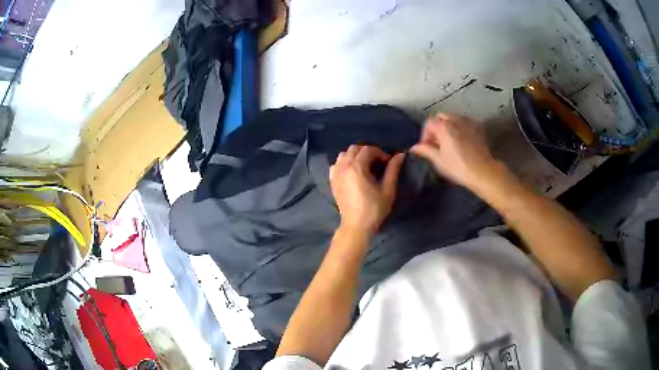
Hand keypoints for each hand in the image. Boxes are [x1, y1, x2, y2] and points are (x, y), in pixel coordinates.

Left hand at [330, 145, 404, 234]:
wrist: (356, 225)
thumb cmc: (374, 208)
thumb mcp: (388, 189)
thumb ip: (393, 169)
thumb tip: (400, 155)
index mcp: (357, 167)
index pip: (368, 149)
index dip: (380, 153)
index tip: (387, 162)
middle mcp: (343, 166)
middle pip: (355, 149)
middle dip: (368, 152)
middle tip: (378, 163)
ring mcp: (335, 173)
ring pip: (344, 154)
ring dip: (355, 156)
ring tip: (365, 166)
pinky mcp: (332, 181)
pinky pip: (336, 164)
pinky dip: (344, 163)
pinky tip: (352, 172)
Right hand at [411, 113, 500, 191]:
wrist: (483, 171)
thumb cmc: (458, 167)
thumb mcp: (439, 160)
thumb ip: (426, 150)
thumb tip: (414, 147)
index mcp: (444, 126)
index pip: (428, 123)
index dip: (425, 134)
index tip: (426, 146)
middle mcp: (455, 120)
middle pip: (441, 117)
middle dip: (436, 127)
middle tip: (437, 143)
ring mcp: (467, 122)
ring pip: (453, 118)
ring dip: (448, 126)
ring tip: (449, 141)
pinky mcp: (477, 127)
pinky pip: (464, 122)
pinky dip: (459, 127)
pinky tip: (461, 140)